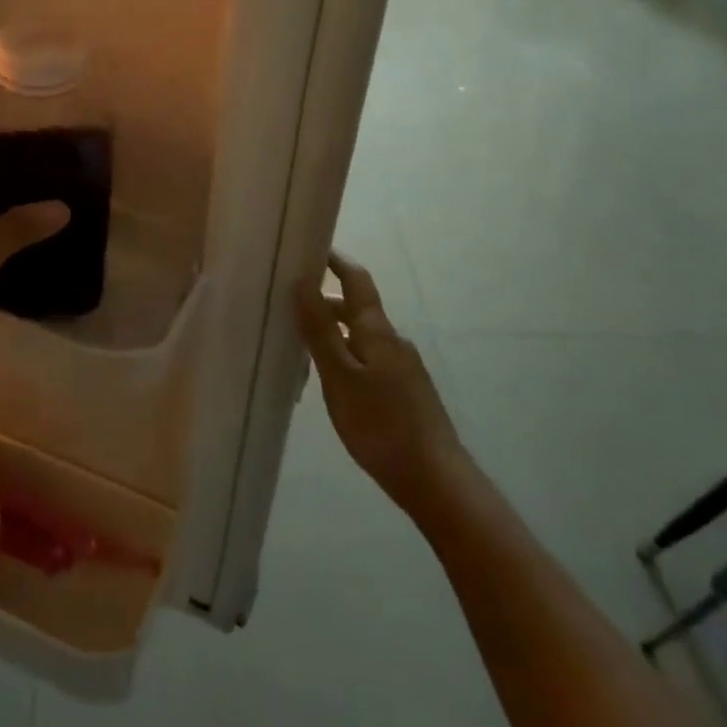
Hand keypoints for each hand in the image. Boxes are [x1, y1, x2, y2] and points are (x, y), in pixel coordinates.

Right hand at [296, 251, 467, 513]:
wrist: (435, 478)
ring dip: (336, 333)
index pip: (357, 280)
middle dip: (327, 302)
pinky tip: (334, 383)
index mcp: (377, 331)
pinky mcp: (406, 392)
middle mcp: (393, 341)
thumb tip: (303, 281)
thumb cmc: (381, 425)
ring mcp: (403, 367)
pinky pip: (370, 360)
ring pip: (363, 337)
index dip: (336, 261)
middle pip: (358, 309)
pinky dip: (348, 357)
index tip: (312, 248)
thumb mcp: (340, 377)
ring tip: (304, 348)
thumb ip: (320, 330)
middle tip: (291, 307)